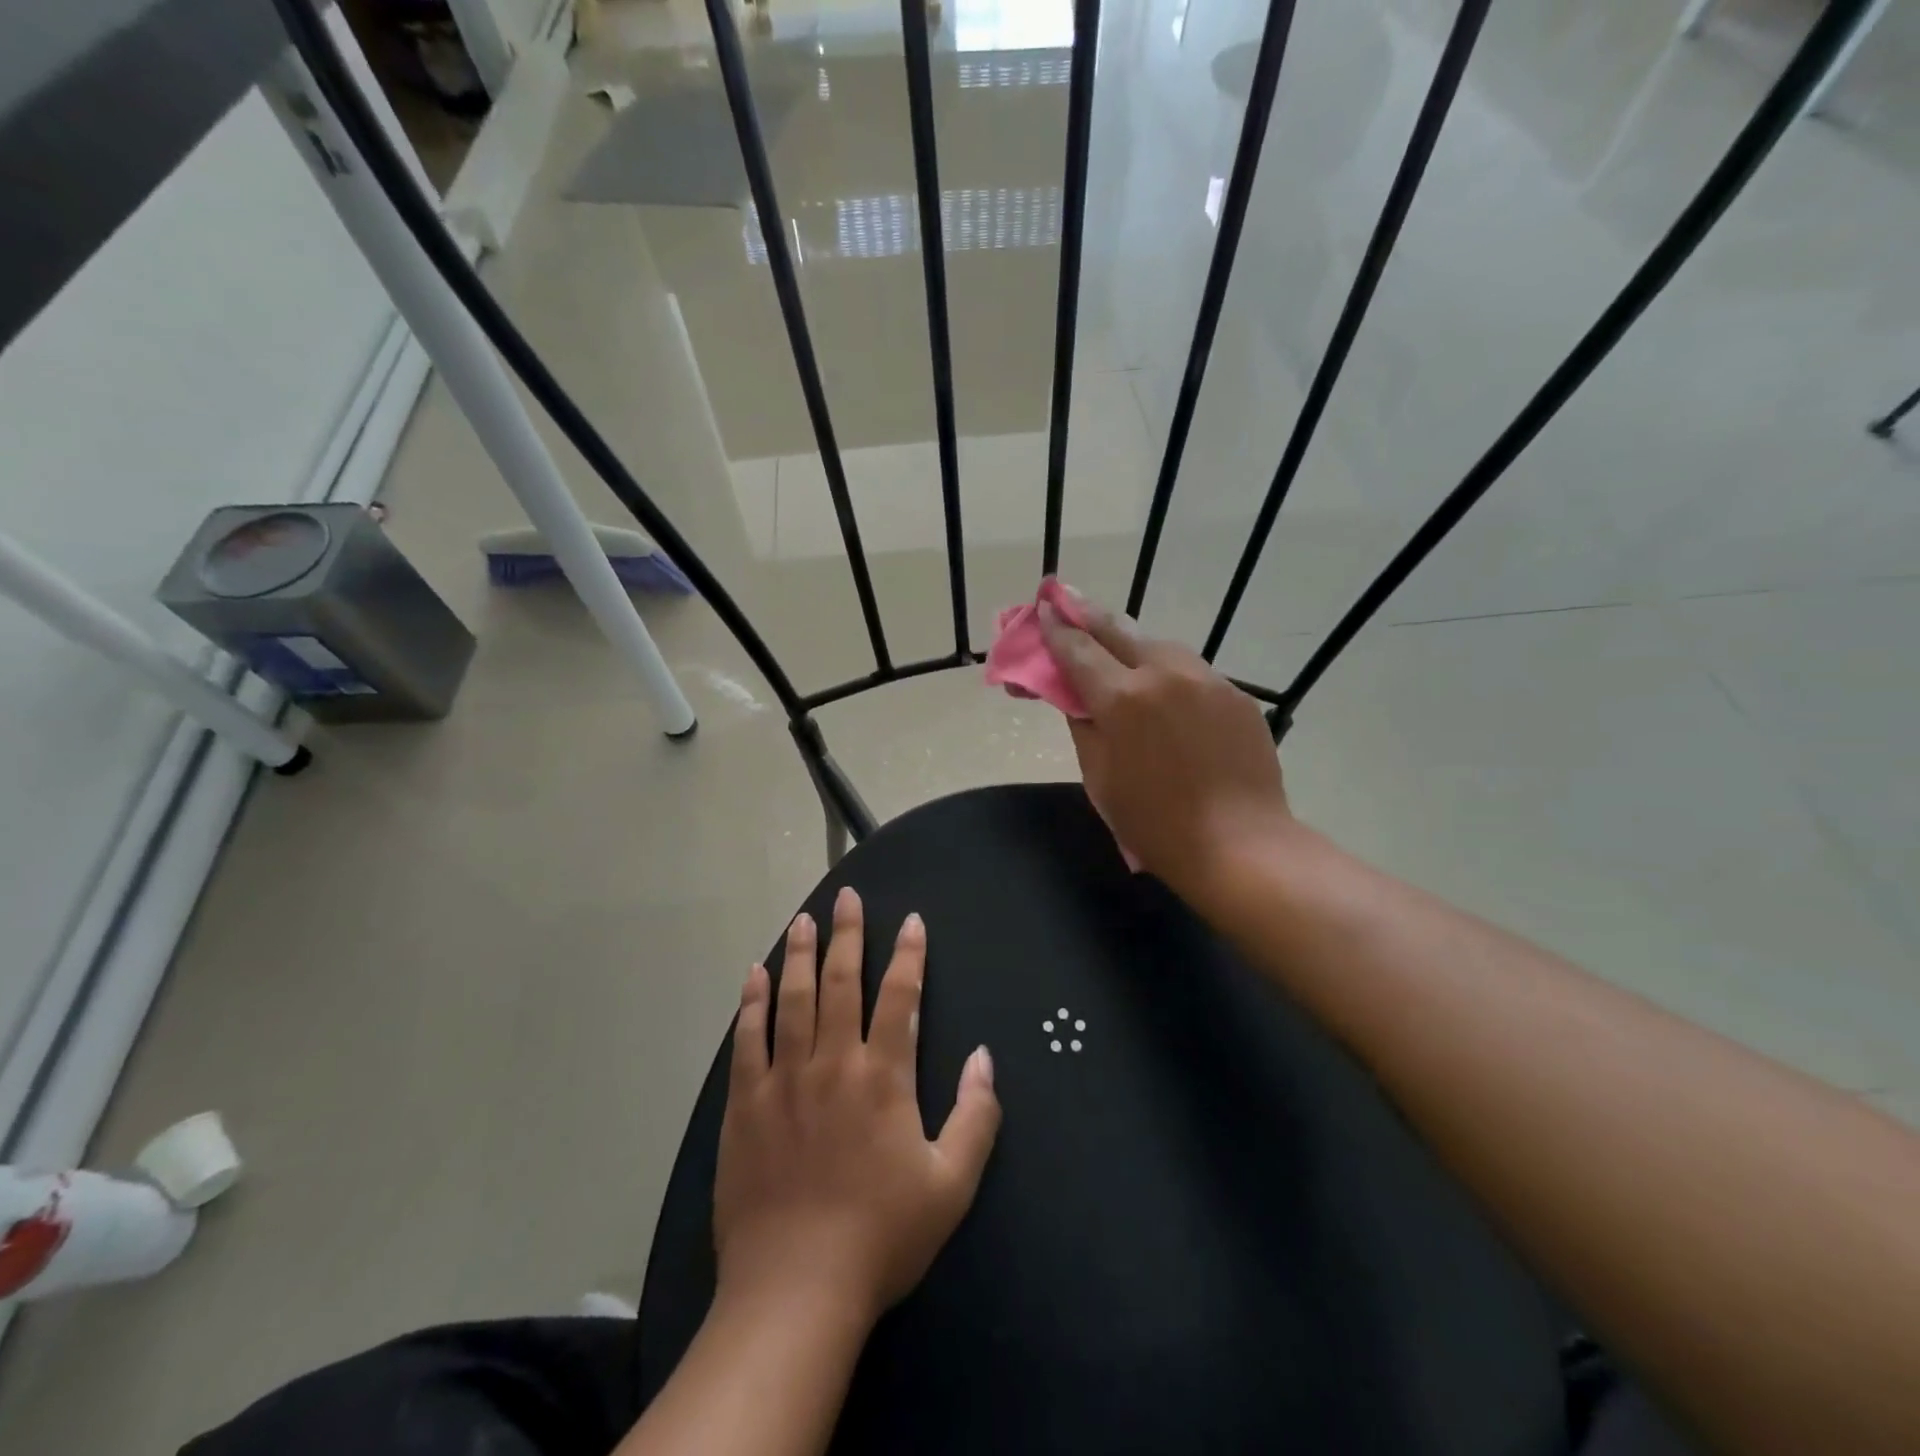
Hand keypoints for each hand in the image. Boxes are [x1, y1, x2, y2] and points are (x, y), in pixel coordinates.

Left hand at [714, 887, 1000, 1325]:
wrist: (795, 1291)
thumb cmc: (881, 1236)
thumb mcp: (951, 1184)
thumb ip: (976, 1116)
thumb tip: (985, 1056)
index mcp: (883, 1077)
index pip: (900, 997)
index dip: (908, 955)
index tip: (910, 920)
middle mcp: (833, 1063)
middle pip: (842, 983)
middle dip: (848, 936)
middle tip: (847, 897)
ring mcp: (783, 1080)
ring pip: (792, 1000)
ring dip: (799, 955)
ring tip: (802, 920)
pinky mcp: (745, 1105)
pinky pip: (748, 1039)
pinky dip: (751, 1003)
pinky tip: (753, 975)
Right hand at [1037, 591, 1292, 901]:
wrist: (1241, 844)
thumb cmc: (1155, 822)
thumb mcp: (1100, 777)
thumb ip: (1084, 725)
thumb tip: (1079, 697)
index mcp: (1123, 698)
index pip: (1078, 650)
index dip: (1056, 629)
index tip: (1043, 609)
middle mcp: (1165, 674)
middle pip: (1118, 630)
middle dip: (1088, 614)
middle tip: (1068, 599)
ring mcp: (1207, 680)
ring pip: (1159, 647)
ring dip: (1131, 644)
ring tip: (1118, 649)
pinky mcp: (1235, 695)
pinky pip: (1191, 673)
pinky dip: (1168, 674)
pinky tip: (1165, 693)